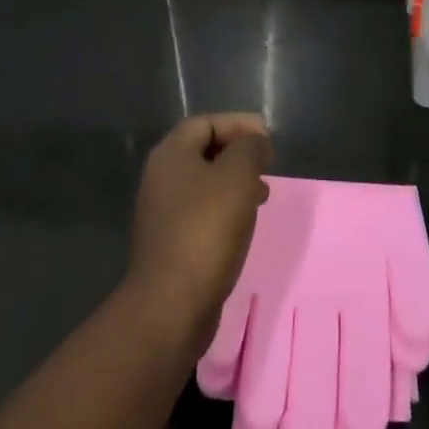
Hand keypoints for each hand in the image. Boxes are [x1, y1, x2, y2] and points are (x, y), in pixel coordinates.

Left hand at [126, 113, 272, 350]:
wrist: (171, 305)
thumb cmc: (206, 229)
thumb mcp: (237, 176)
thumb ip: (250, 148)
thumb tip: (255, 142)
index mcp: (170, 154)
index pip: (206, 123)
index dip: (238, 123)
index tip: (267, 138)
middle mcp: (161, 178)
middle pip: (204, 151)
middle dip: (238, 153)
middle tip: (267, 164)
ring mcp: (163, 212)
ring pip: (204, 183)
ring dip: (234, 182)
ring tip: (262, 194)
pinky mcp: (170, 243)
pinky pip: (202, 211)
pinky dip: (225, 208)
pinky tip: (244, 223)